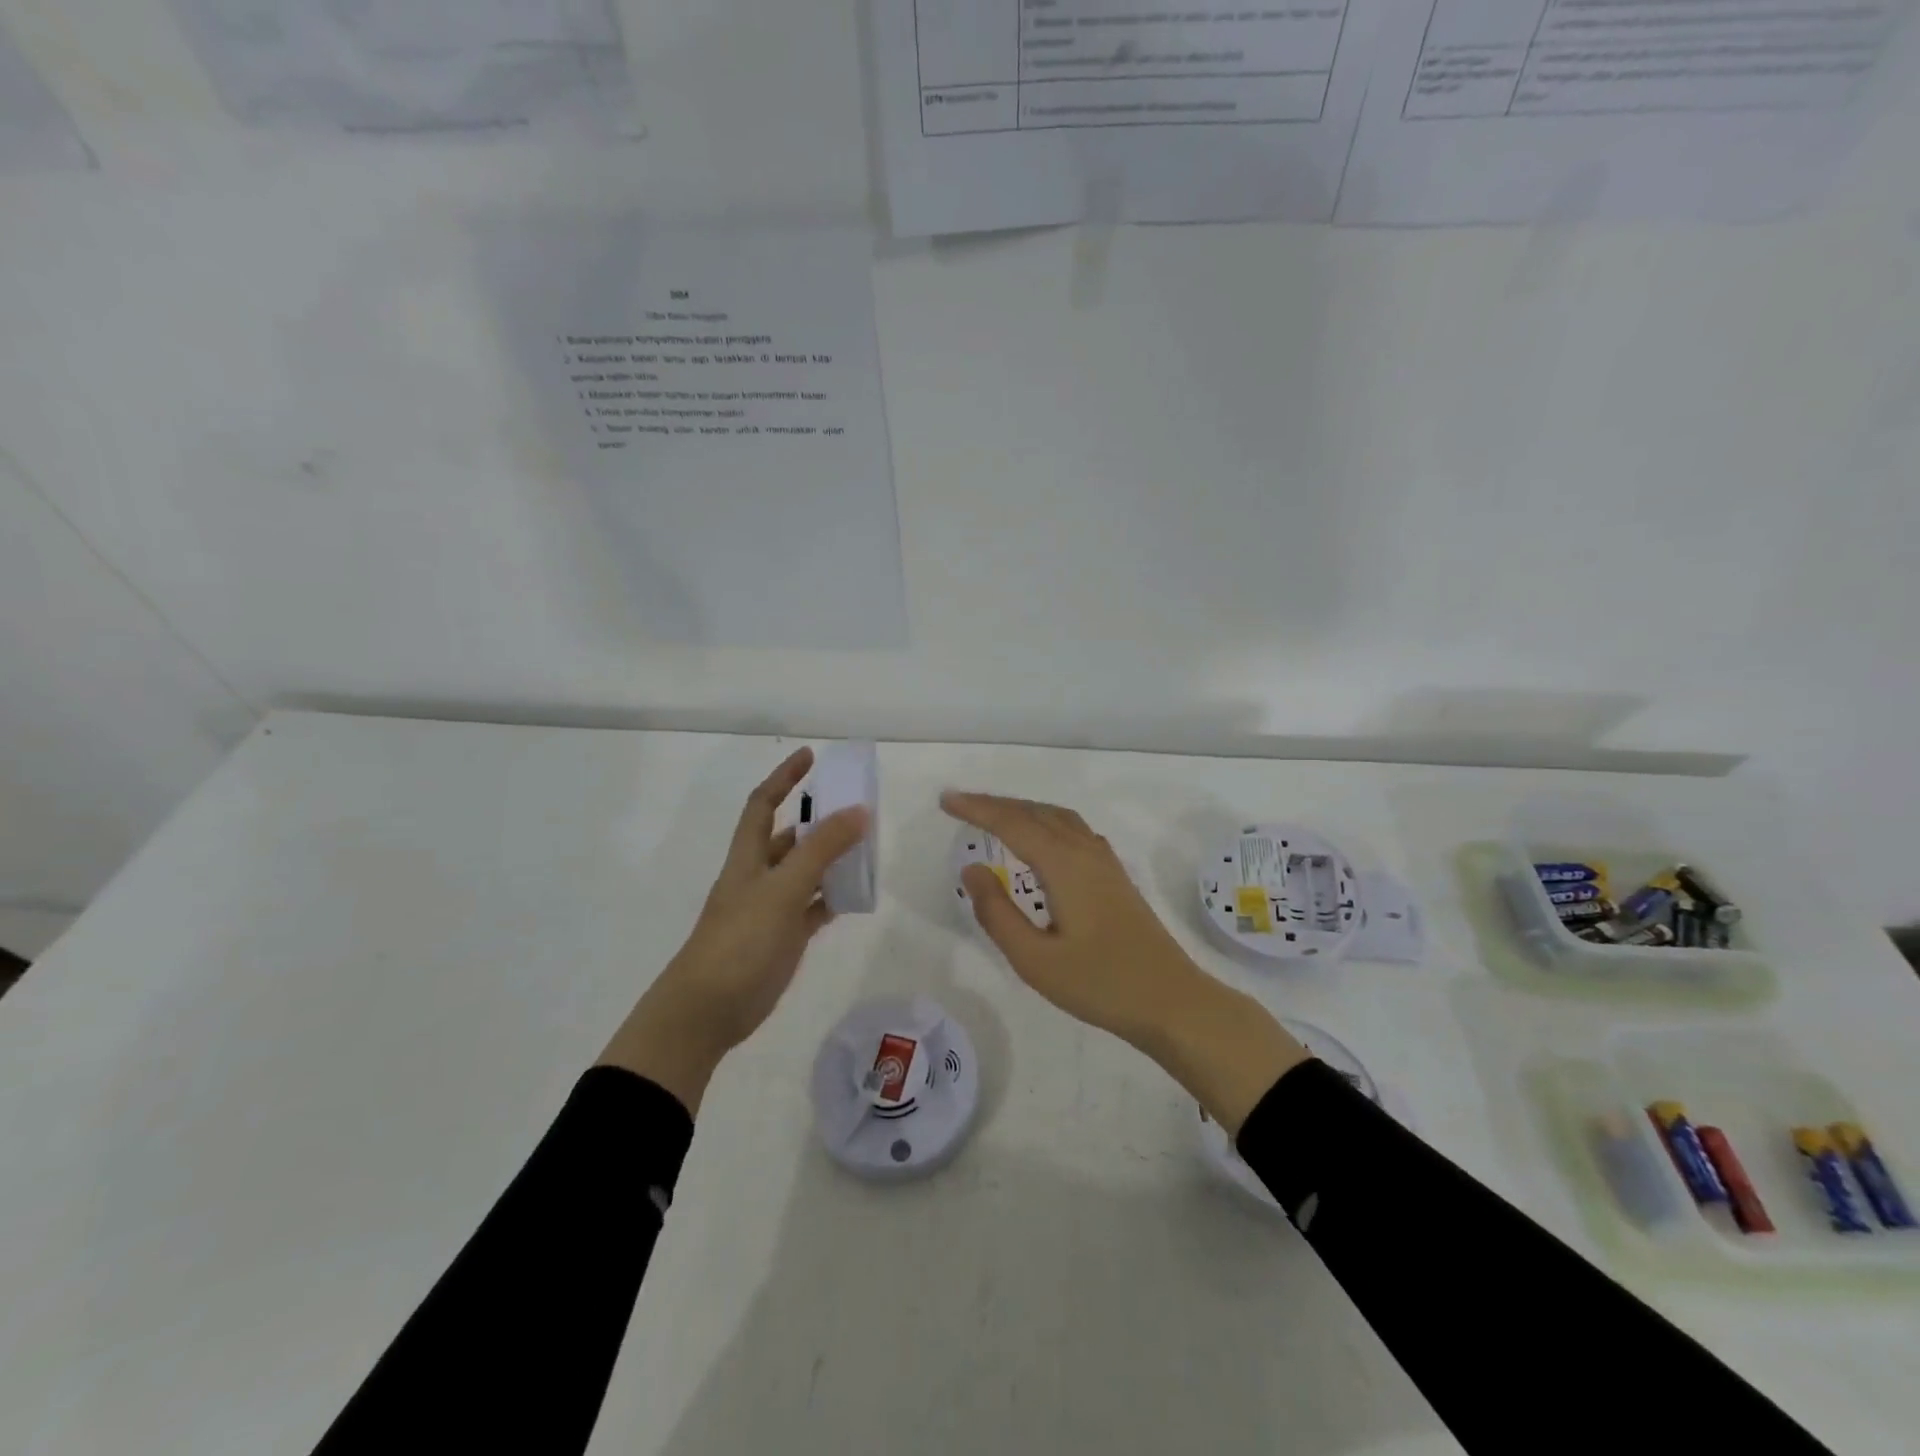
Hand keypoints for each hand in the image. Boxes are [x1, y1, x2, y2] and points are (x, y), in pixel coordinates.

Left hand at [601, 748, 868, 1112]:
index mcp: (749, 856)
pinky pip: (815, 906)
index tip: (811, 755)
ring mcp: (773, 907)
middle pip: (792, 836)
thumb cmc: (739, 940)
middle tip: (858, 807)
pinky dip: (834, 897)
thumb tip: (858, 810)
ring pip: (807, 871)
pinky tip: (858, 893)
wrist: (708, 1009)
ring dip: (833, 858)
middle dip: (820, 819)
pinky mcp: (785, 936)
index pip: (764, 803)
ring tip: (868, 846)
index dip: (784, 777)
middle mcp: (760, 875)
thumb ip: (821, 850)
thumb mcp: (782, 889)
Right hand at [941, 792, 1305, 1132]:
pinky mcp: (1115, 876)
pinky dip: (1046, 821)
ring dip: (1023, 809)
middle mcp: (1085, 851)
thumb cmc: (1100, 983)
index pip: (1012, 824)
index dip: (977, 809)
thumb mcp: (1035, 960)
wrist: (1172, 1001)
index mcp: (1063, 865)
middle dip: (996, 804)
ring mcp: (1105, 862)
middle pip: (1035, 812)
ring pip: (1058, 817)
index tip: (946, 800)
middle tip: (960, 804)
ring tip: (994, 815)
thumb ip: (997, 913)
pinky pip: (1073, 829)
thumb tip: (971, 869)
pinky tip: (1042, 839)